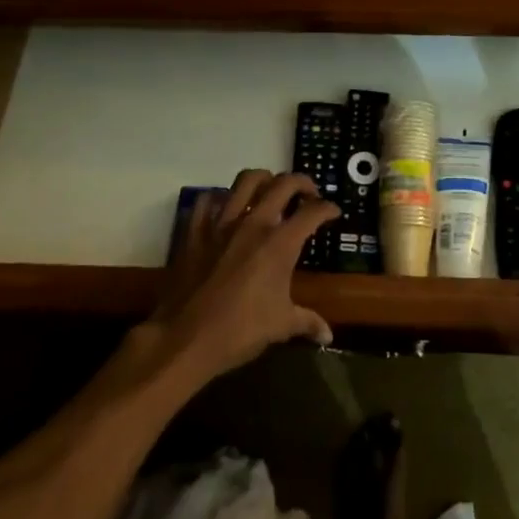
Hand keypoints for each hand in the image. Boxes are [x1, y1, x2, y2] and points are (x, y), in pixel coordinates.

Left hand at [148, 169, 338, 384]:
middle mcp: (254, 223)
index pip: (313, 212)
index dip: (328, 208)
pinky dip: (220, 198)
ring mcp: (221, 224)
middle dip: (302, 183)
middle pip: (284, 184)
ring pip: (246, 180)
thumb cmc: (240, 331)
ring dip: (264, 179)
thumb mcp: (281, 326)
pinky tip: (226, 208)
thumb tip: (328, 336)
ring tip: (270, 190)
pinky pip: (208, 200)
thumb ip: (308, 323)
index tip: (334, 212)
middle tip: (308, 194)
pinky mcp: (195, 231)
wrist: (184, 339)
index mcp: (280, 243)